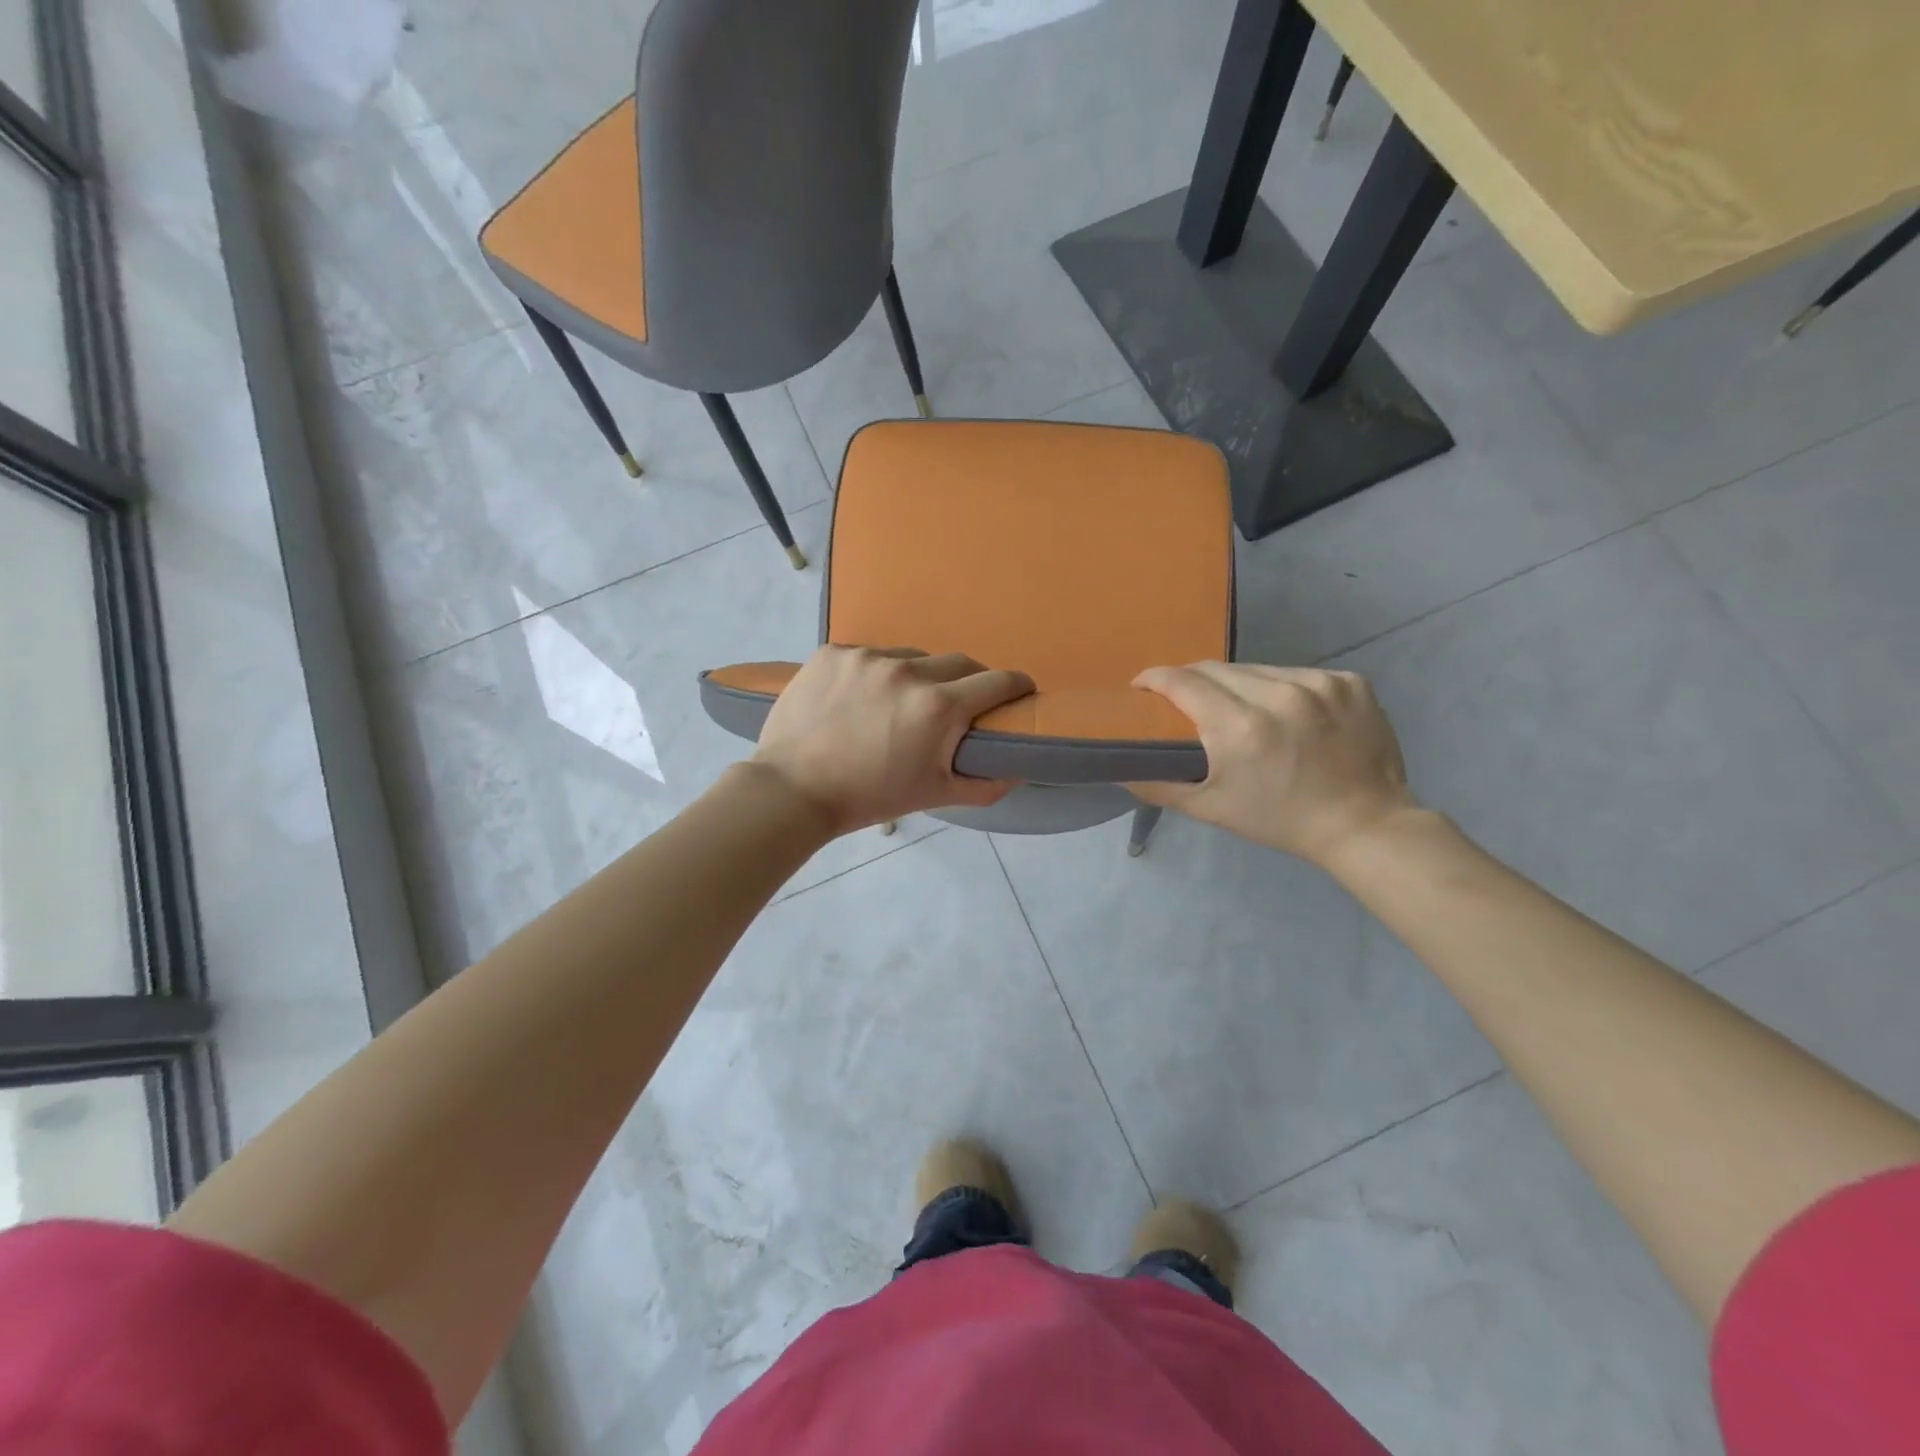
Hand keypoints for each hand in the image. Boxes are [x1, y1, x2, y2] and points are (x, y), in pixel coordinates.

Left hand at [752, 646, 1034, 834]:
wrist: (792, 790)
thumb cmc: (869, 797)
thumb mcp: (934, 795)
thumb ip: (986, 782)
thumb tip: (1020, 767)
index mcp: (938, 706)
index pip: (997, 682)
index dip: (1016, 686)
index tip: (1019, 692)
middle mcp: (907, 670)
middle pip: (958, 663)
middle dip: (968, 681)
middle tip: (958, 704)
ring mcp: (867, 656)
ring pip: (912, 656)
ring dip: (919, 675)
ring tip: (900, 702)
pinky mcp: (833, 651)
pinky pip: (870, 654)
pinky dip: (876, 672)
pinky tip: (861, 697)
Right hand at [1131, 662, 1419, 866]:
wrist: (1365, 825)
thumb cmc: (1280, 820)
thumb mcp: (1212, 808)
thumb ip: (1159, 786)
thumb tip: (1118, 771)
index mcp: (1240, 727)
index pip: (1183, 681)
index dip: (1155, 679)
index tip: (1142, 686)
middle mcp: (1279, 694)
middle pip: (1217, 669)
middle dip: (1193, 681)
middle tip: (1187, 701)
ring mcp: (1319, 683)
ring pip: (1258, 668)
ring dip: (1239, 683)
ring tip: (1240, 708)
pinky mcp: (1349, 680)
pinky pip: (1298, 673)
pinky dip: (1283, 687)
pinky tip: (1288, 712)